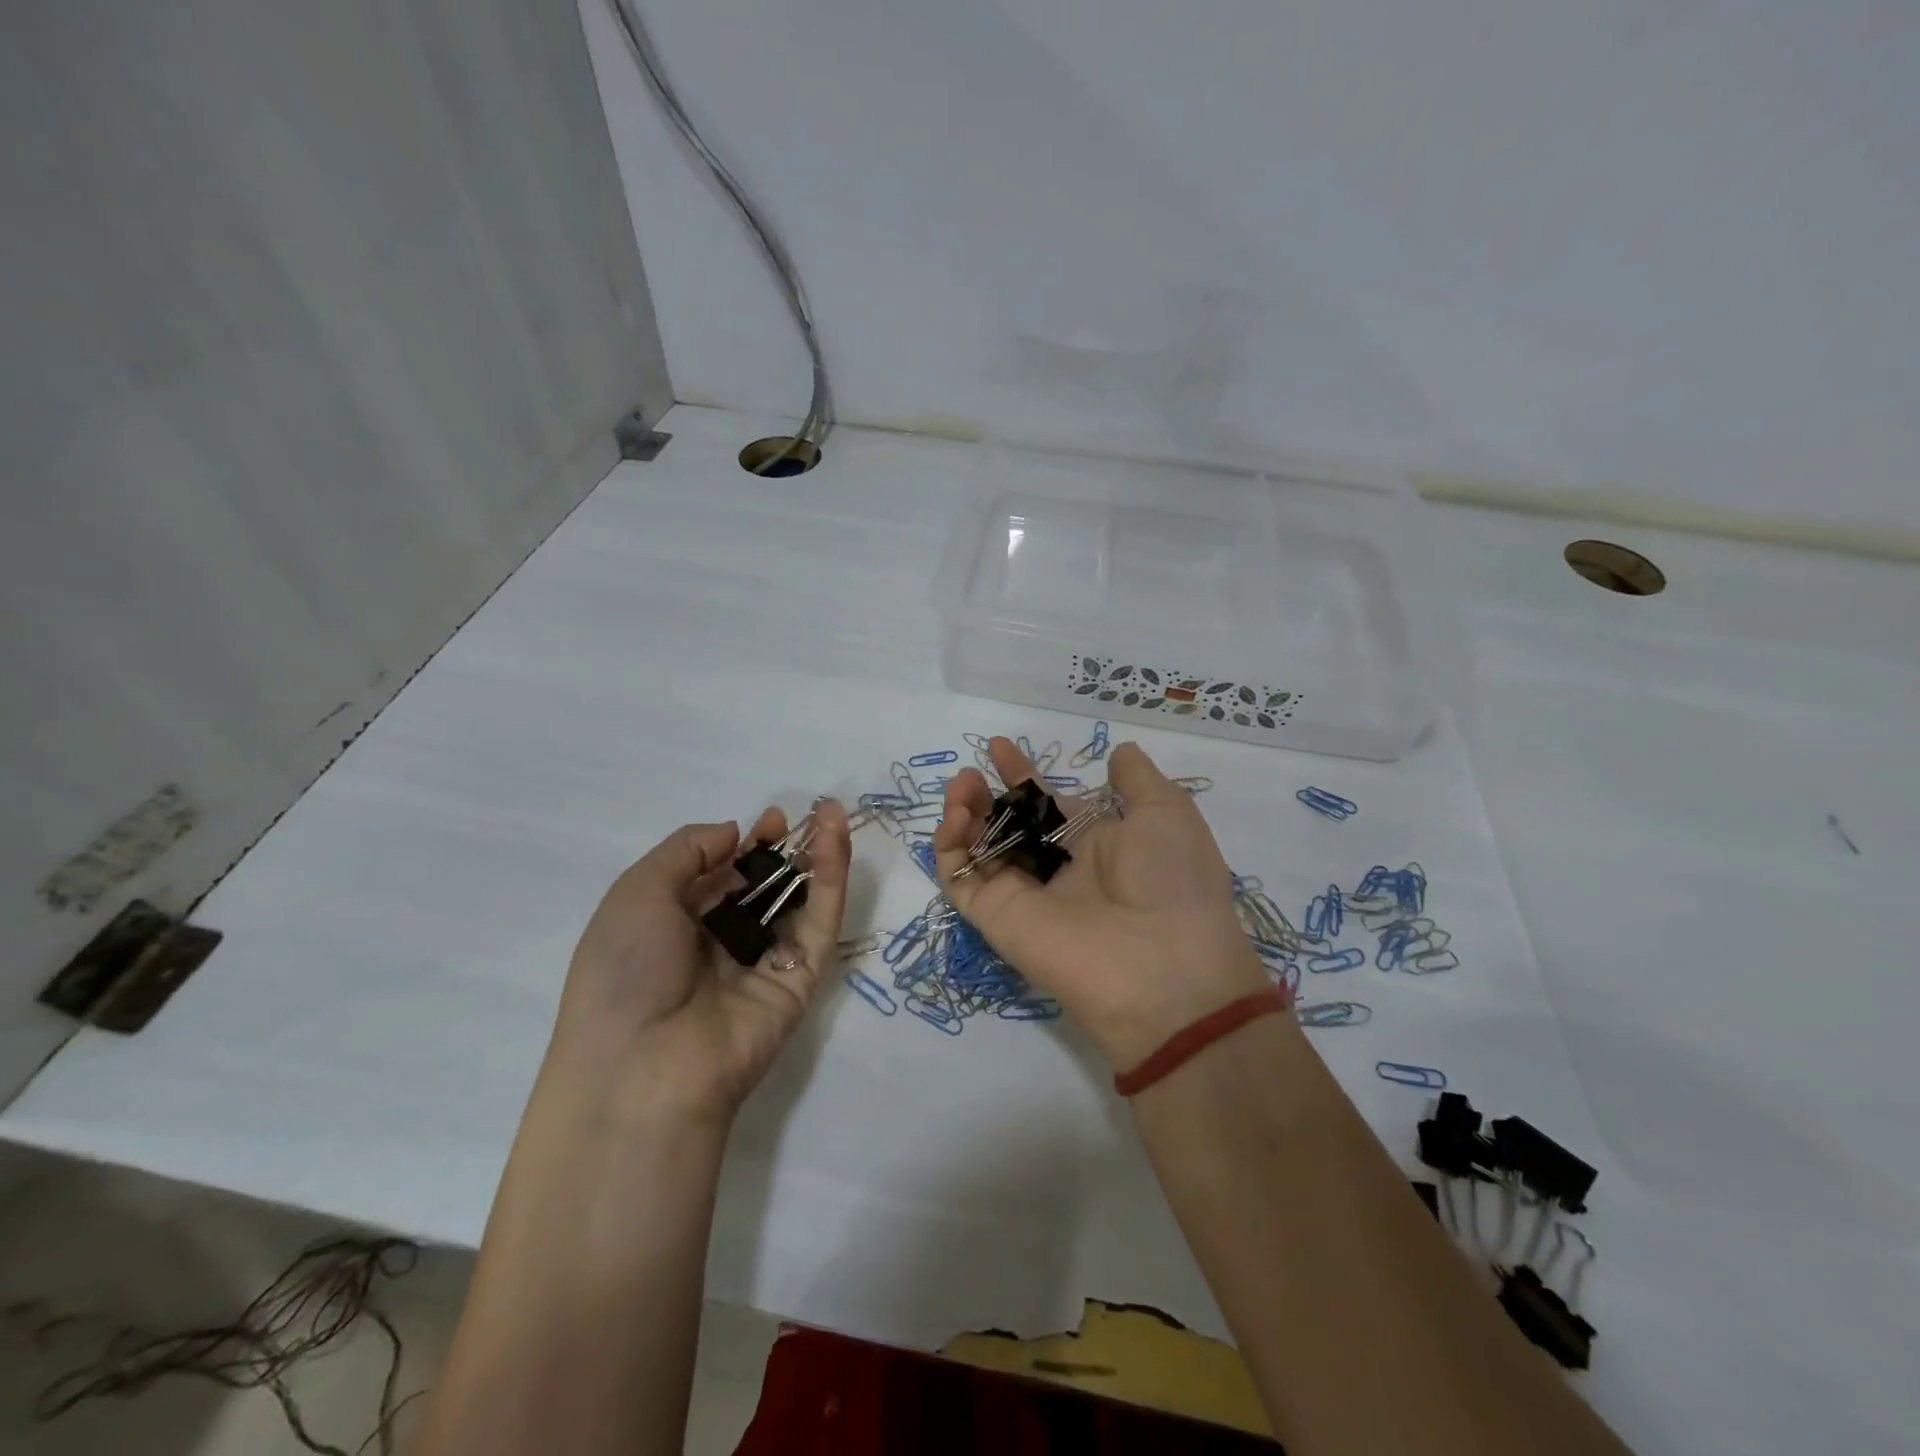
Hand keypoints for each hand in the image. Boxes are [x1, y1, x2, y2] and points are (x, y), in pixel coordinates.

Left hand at [546, 801, 850, 1126]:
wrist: (643, 1066)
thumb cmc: (625, 970)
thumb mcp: (638, 893)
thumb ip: (687, 851)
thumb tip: (733, 832)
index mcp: (676, 927)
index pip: (720, 877)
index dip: (743, 846)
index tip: (769, 819)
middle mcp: (721, 944)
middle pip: (762, 888)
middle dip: (783, 850)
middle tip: (806, 815)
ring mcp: (764, 963)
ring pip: (797, 902)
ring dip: (817, 857)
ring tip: (833, 815)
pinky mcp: (800, 980)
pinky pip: (818, 926)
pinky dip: (830, 883)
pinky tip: (835, 844)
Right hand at [934, 738, 1272, 1069]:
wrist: (1165, 967)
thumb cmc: (1171, 880)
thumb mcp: (1167, 813)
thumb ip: (1138, 780)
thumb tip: (1121, 752)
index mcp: (1092, 843)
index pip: (1044, 803)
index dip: (1021, 775)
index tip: (999, 747)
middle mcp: (1054, 867)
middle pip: (1005, 825)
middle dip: (983, 796)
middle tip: (968, 775)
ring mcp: (1023, 893)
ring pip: (977, 850)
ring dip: (962, 816)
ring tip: (960, 789)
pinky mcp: (997, 917)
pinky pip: (961, 881)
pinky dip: (949, 850)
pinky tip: (955, 820)